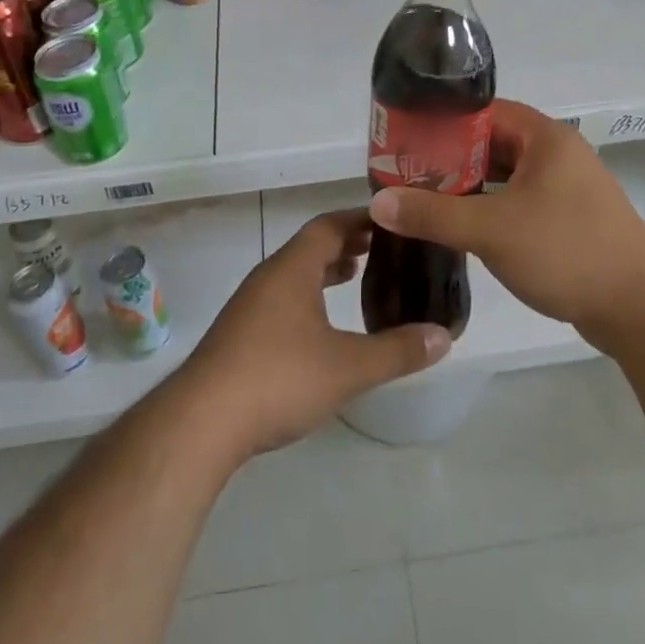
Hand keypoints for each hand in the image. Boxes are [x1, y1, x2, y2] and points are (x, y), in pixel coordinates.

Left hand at [179, 209, 451, 461]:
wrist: (201, 423)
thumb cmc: (278, 379)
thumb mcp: (348, 367)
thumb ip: (397, 351)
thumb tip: (444, 336)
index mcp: (291, 269)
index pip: (328, 225)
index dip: (360, 220)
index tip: (391, 221)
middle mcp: (268, 278)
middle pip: (310, 247)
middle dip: (346, 244)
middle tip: (383, 250)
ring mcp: (249, 307)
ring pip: (294, 275)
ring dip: (325, 271)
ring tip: (356, 278)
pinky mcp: (240, 335)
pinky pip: (282, 300)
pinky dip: (308, 298)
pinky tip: (321, 328)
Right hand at [367, 99, 644, 349]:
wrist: (641, 309)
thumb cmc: (566, 252)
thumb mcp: (491, 230)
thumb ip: (433, 214)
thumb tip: (379, 202)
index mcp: (545, 138)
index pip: (485, 111)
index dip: (444, 121)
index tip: (407, 139)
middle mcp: (558, 154)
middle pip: (493, 143)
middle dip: (451, 158)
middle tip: (408, 173)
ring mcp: (568, 189)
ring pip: (507, 176)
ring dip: (470, 187)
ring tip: (425, 199)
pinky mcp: (570, 220)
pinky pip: (520, 202)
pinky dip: (491, 209)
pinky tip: (463, 227)